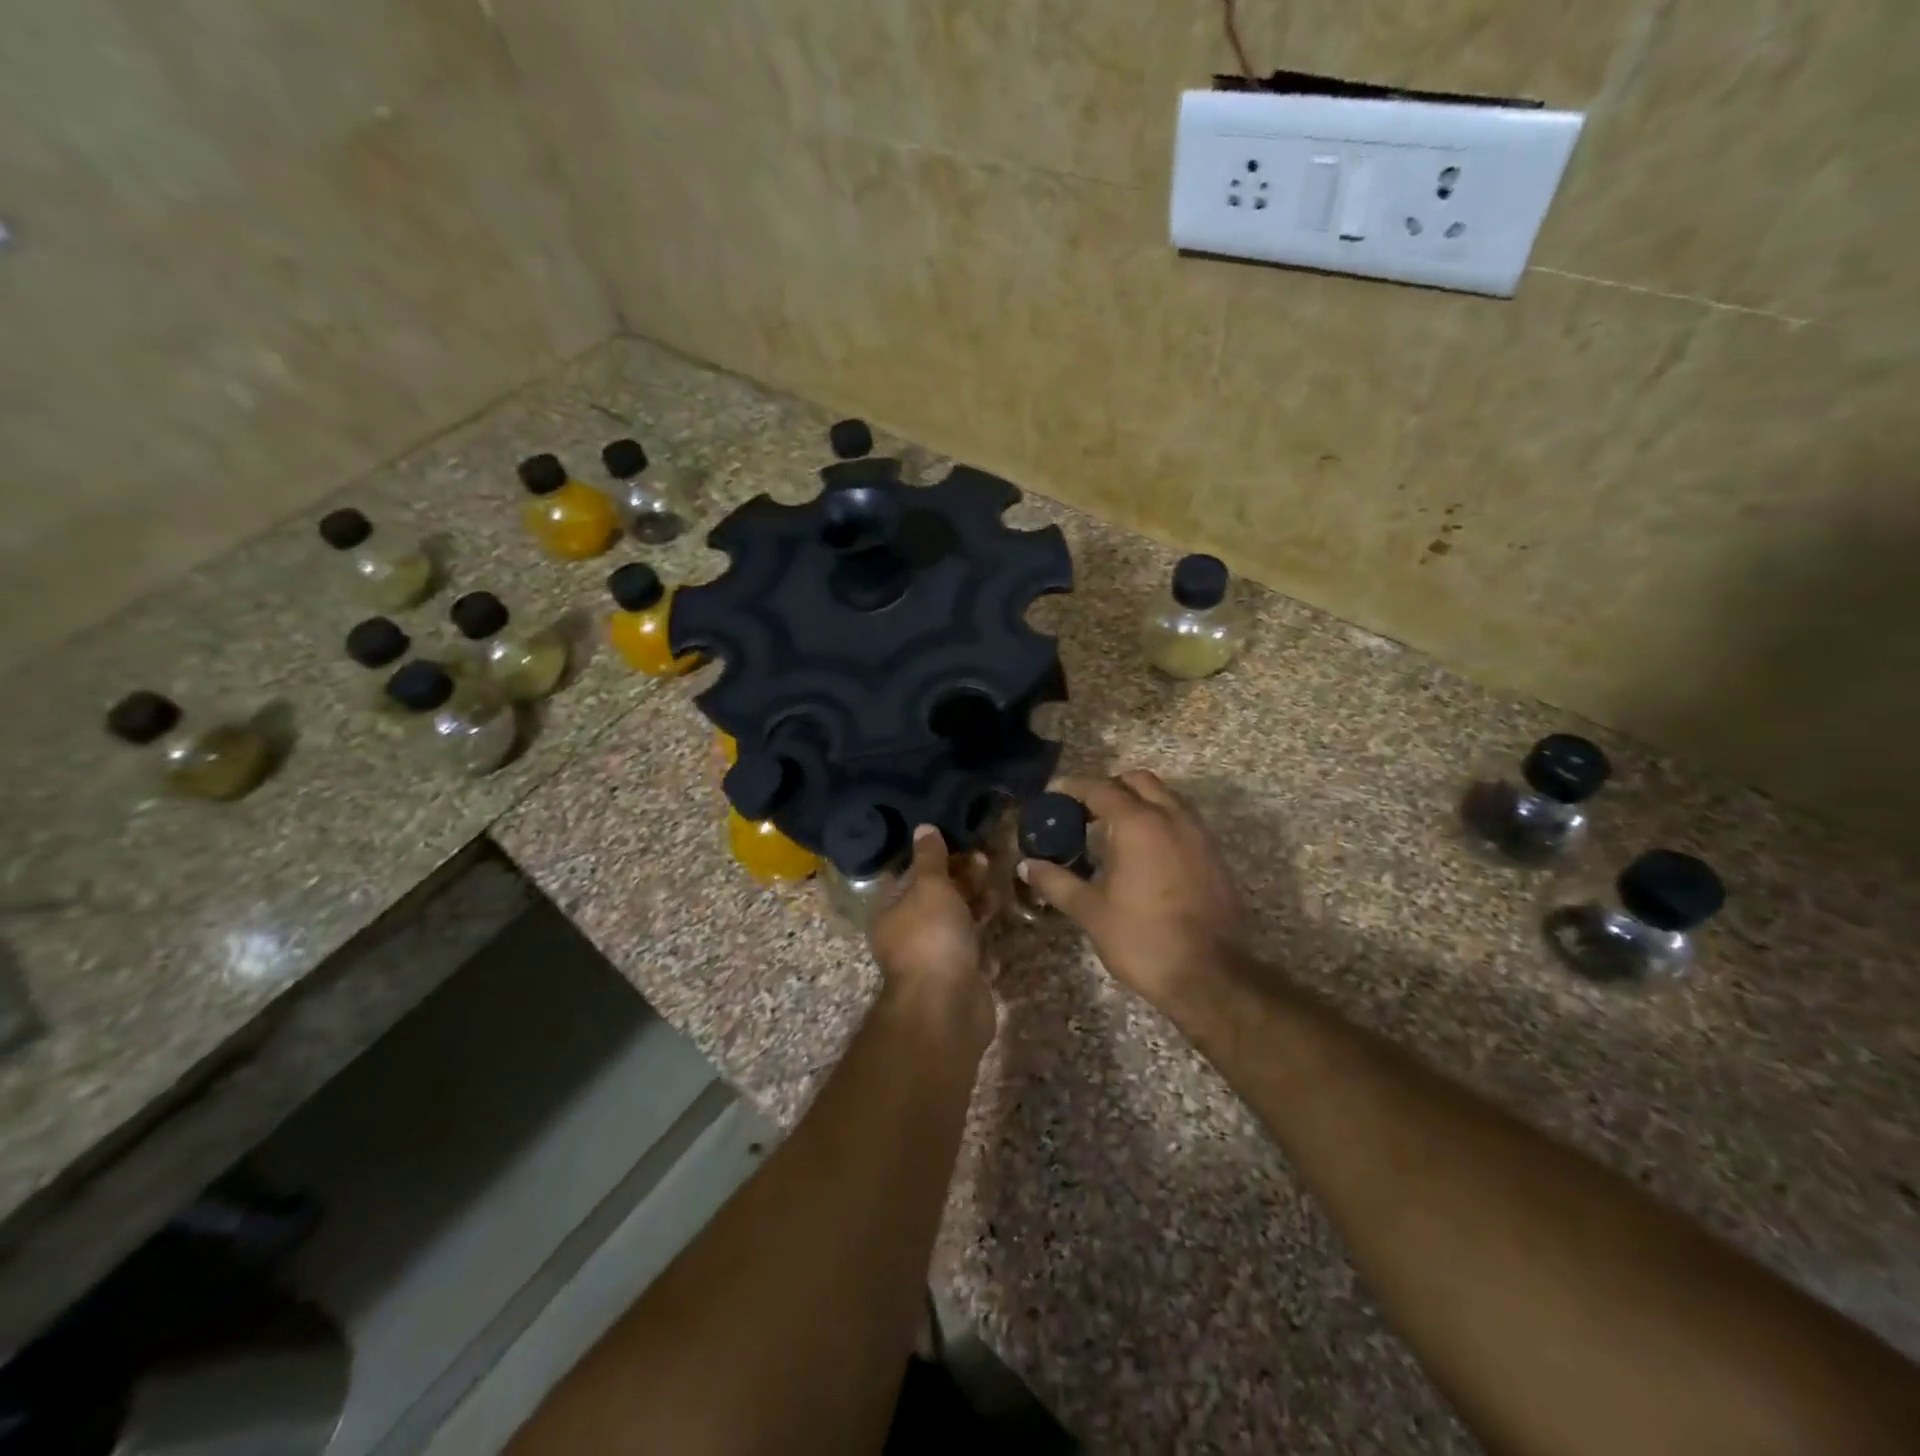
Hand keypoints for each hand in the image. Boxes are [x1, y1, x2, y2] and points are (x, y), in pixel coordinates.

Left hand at [869, 826, 997, 1055]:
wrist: (947, 1008)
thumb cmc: (932, 937)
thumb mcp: (930, 887)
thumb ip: (930, 857)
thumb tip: (923, 828)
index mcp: (892, 910)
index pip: (910, 874)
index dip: (934, 857)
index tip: (960, 842)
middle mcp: (908, 934)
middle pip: (937, 898)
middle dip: (962, 879)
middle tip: (986, 862)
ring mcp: (935, 958)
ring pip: (959, 924)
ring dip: (978, 907)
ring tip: (997, 894)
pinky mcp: (960, 978)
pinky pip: (974, 953)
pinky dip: (984, 945)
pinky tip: (994, 937)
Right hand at [1020, 770, 1248, 1013]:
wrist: (1209, 976)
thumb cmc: (1142, 939)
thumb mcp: (1091, 911)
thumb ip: (1057, 882)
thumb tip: (1028, 866)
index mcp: (1138, 824)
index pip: (1100, 789)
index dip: (1073, 788)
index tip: (1053, 795)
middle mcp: (1172, 818)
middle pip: (1139, 781)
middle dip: (1110, 787)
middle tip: (1085, 811)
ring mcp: (1199, 835)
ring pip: (1166, 798)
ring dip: (1139, 803)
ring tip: (1113, 832)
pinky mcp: (1214, 856)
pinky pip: (1183, 822)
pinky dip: (1160, 823)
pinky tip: (1143, 855)